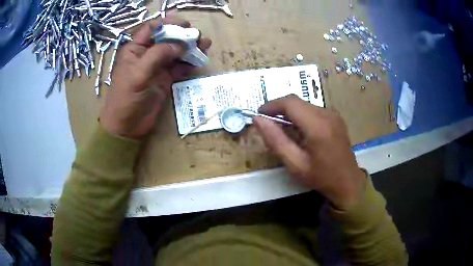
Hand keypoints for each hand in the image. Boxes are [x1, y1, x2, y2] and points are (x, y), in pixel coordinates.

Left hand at [100, 18, 211, 138]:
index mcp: (135, 49)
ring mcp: (157, 67)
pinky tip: (198, 61)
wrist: (128, 126)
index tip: (184, 24)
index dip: (167, 23)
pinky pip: (179, 67)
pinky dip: (189, 63)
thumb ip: (158, 55)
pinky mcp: (165, 79)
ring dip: (190, 48)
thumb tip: (181, 44)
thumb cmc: (126, 98)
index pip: (152, 29)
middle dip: (182, 35)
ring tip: (205, 44)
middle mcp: (147, 55)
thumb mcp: (138, 74)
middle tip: (197, 35)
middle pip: (167, 38)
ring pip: (175, 52)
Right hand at [253, 95, 366, 209]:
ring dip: (290, 113)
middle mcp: (327, 114)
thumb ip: (276, 140)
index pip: (290, 103)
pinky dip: (301, 116)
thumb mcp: (295, 164)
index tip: (259, 114)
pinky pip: (313, 110)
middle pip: (297, 102)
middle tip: (268, 124)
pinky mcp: (335, 118)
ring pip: (304, 105)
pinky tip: (299, 132)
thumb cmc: (321, 177)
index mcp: (318, 126)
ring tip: (282, 130)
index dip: (272, 105)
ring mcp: (333, 114)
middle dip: (279, 109)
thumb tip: (258, 120)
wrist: (348, 182)